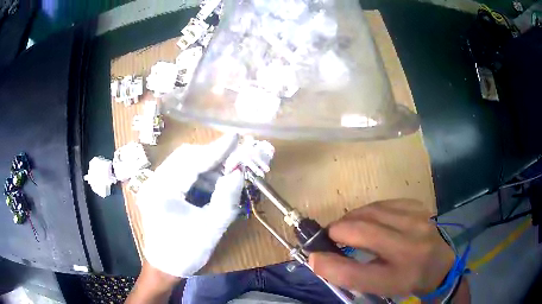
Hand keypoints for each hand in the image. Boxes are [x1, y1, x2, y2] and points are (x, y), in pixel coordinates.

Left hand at [137, 134, 243, 277]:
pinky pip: (180, 172)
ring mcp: (153, 184)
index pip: (192, 162)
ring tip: (225, 178)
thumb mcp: (211, 228)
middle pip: (184, 156)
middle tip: (234, 161)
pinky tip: (211, 185)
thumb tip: (239, 171)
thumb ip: (226, 198)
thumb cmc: (186, 253)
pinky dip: (198, 174)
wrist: (165, 267)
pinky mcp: (157, 188)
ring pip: (182, 162)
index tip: (236, 137)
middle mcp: (153, 182)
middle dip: (211, 156)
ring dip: (206, 166)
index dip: (216, 149)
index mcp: (162, 192)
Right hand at [309, 199, 454, 296]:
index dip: (328, 263)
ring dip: (351, 218)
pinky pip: (384, 203)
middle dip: (337, 230)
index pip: (355, 273)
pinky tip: (369, 219)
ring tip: (347, 227)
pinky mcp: (418, 207)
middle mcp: (411, 247)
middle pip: (362, 231)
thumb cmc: (405, 279)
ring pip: (371, 211)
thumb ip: (349, 275)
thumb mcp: (378, 287)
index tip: (314, 255)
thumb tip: (318, 258)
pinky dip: (369, 210)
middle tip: (330, 236)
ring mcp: (417, 221)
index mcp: (399, 277)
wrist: (440, 264)